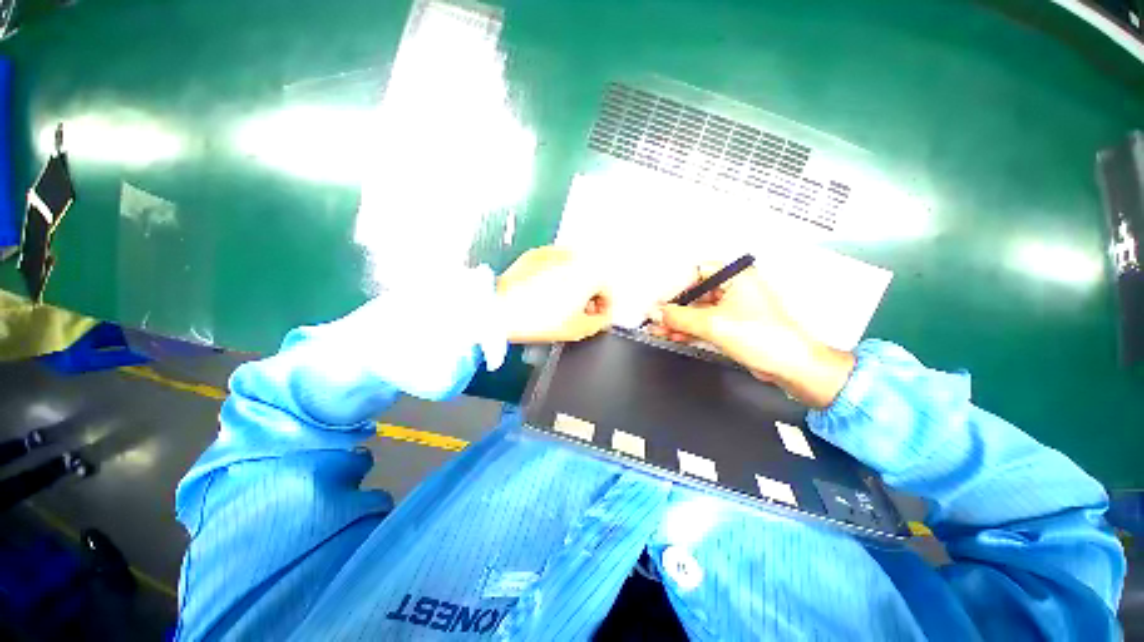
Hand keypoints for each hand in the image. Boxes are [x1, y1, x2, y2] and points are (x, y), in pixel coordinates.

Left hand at [495, 246, 611, 343]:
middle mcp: (576, 256)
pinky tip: (545, 292)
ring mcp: (555, 252)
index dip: (605, 308)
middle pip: (592, 278)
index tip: (598, 317)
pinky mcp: (537, 253)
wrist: (501, 308)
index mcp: (590, 273)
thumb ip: (601, 322)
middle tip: (580, 312)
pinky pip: (555, 266)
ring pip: (574, 269)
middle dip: (589, 296)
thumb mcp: (578, 328)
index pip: (608, 290)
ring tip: (561, 303)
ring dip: (574, 285)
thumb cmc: (540, 319)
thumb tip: (604, 316)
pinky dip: (556, 277)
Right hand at [646, 265, 854, 408]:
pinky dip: (686, 329)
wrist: (790, 367)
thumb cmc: (768, 338)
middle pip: (693, 293)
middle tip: (654, 318)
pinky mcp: (730, 324)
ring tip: (657, 329)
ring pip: (695, 310)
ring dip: (676, 321)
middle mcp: (733, 288)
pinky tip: (671, 334)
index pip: (694, 273)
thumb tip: (656, 312)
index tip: (659, 303)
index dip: (673, 288)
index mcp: (736, 276)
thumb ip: (679, 317)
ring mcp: (731, 307)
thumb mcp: (714, 324)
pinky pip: (701, 322)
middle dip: (672, 308)